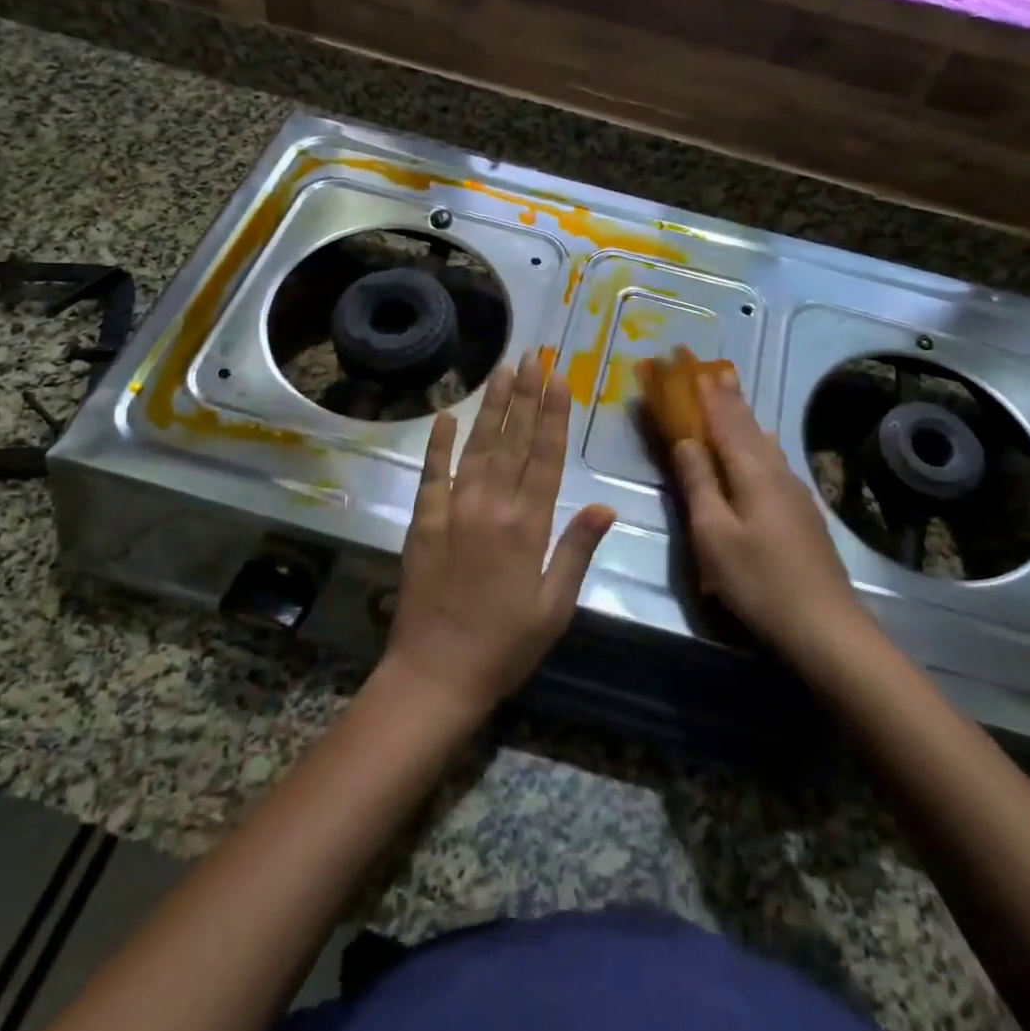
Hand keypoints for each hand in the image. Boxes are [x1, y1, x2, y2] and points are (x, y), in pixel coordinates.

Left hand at [379, 352, 615, 722]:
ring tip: (502, 371)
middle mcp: (491, 508)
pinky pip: (431, 473)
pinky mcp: (424, 522)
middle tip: (532, 355)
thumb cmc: (505, 647)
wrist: (435, 675)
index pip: (546, 457)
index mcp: (528, 527)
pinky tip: (446, 414)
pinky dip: (438, 443)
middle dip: (525, 396)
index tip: (559, 377)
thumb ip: (576, 551)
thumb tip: (605, 507)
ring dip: (491, 407)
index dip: (554, 415)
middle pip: (513, 441)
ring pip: (477, 447)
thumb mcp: (554, 608)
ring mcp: (453, 511)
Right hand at [672, 371, 859, 662]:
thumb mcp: (713, 534)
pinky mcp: (802, 512)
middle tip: (713, 369)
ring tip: (732, 398)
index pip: (723, 420)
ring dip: (743, 417)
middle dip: (727, 397)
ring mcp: (794, 491)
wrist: (825, 626)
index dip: (704, 394)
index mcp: (752, 471)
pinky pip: (771, 460)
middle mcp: (776, 470)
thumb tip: (685, 441)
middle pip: (747, 425)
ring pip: (763, 442)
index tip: (690, 367)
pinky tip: (759, 448)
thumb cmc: (758, 580)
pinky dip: (755, 442)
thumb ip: (698, 483)